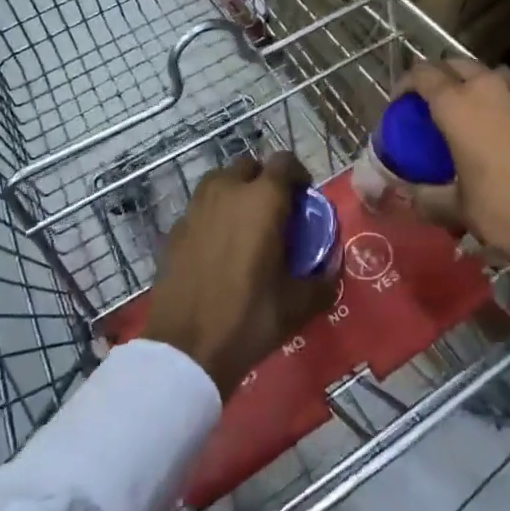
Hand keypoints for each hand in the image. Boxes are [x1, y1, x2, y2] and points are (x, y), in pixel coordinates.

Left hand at [143, 152, 336, 397]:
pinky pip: (200, 206)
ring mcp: (197, 207)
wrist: (185, 348)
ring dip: (236, 191)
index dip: (297, 174)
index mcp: (263, 199)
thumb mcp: (298, 305)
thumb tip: (333, 269)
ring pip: (220, 180)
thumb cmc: (248, 318)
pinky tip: (218, 245)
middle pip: (249, 165)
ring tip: (245, 223)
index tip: (304, 197)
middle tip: (275, 211)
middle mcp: (228, 191)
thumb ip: (323, 281)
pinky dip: (213, 214)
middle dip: (264, 179)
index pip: (284, 162)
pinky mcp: (176, 228)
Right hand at [402, 60, 509, 288]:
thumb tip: (409, 193)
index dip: (405, 84)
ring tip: (464, 115)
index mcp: (460, 104)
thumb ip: (426, 195)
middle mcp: (490, 87)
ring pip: (487, 74)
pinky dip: (497, 101)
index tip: (399, 104)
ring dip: (470, 85)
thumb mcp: (457, 209)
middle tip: (430, 106)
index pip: (423, 73)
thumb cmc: (506, 213)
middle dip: (438, 78)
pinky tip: (498, 132)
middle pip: (455, 64)